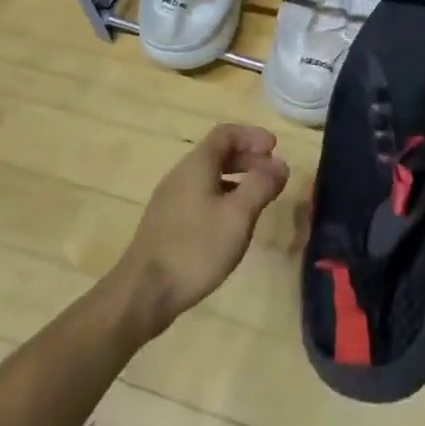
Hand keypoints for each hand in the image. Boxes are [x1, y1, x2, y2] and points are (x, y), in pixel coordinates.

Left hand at [110, 123, 289, 339]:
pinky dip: (223, 196)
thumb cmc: (196, 248)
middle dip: (248, 158)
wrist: (144, 292)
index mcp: (197, 165)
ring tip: (258, 197)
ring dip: (237, 178)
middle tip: (273, 173)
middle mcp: (181, 175)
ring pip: (208, 176)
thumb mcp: (238, 215)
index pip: (226, 133)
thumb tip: (280, 165)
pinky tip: (233, 222)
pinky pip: (200, 195)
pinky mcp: (167, 222)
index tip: (275, 148)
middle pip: (217, 153)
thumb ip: (261, 185)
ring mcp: (171, 199)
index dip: (252, 135)